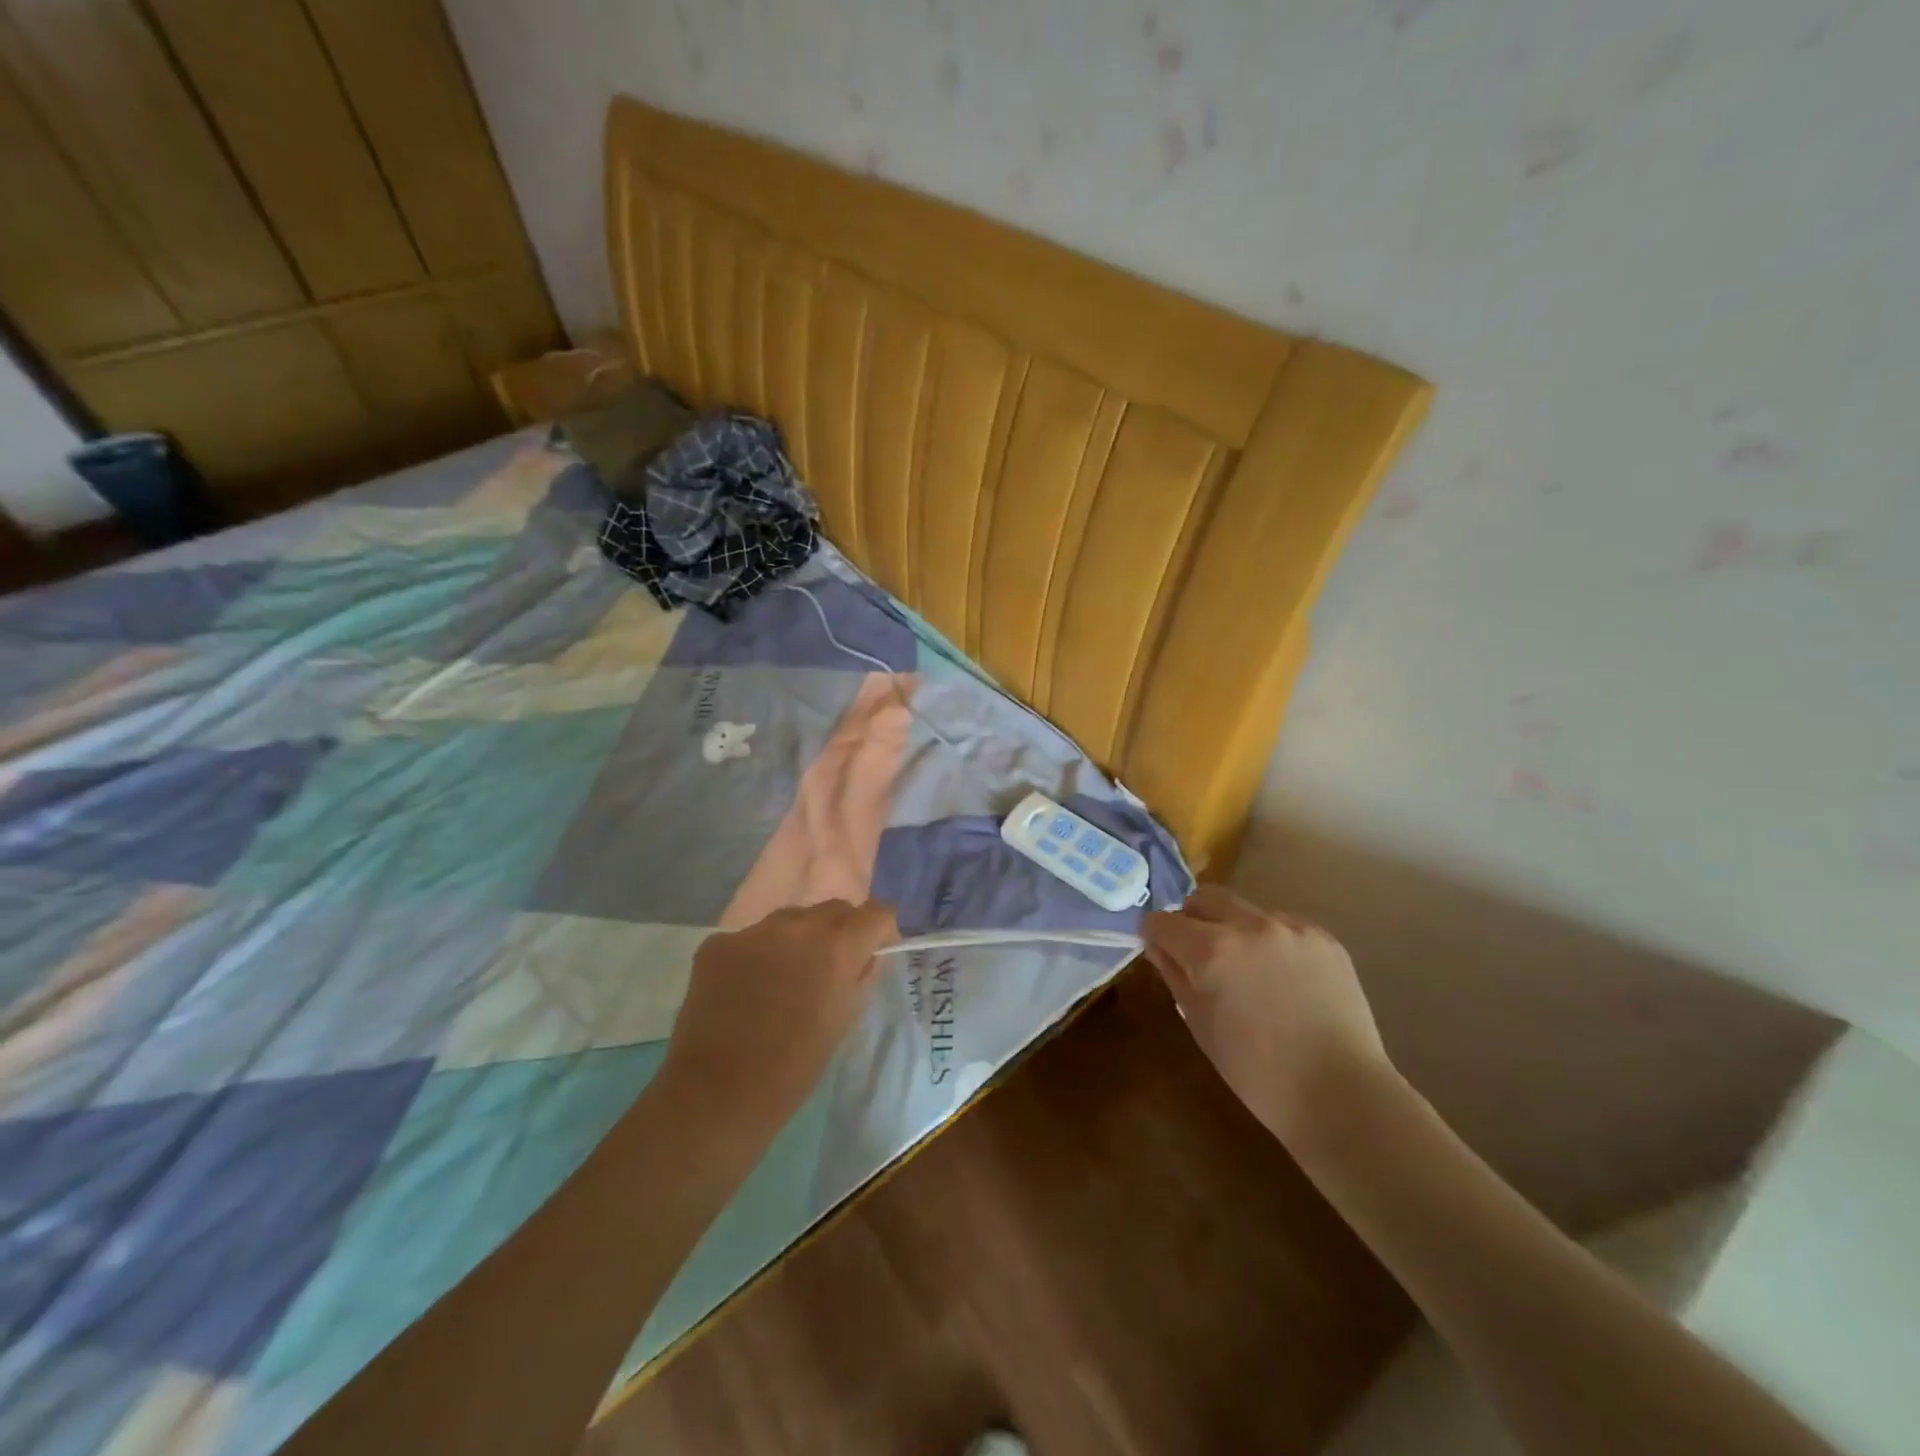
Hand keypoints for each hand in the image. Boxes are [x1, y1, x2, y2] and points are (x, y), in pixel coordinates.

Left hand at [661, 900, 898, 1138]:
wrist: (716, 1095)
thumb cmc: (793, 1069)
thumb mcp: (844, 1021)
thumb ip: (860, 977)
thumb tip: (865, 955)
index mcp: (837, 948)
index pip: (876, 912)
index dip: (881, 928)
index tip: (875, 948)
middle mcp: (798, 927)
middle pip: (834, 908)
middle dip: (841, 930)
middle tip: (830, 966)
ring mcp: (753, 931)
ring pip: (790, 918)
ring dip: (798, 938)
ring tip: (785, 976)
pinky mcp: (717, 943)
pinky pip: (751, 937)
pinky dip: (757, 955)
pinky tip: (746, 988)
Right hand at [1141, 884, 1392, 1146]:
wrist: (1340, 1094)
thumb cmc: (1256, 1072)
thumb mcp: (1200, 1024)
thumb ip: (1175, 975)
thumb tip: (1158, 946)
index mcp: (1211, 951)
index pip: (1163, 921)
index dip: (1155, 936)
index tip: (1162, 952)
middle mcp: (1249, 926)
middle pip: (1203, 898)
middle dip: (1192, 919)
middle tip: (1200, 954)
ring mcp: (1291, 928)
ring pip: (1245, 909)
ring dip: (1234, 929)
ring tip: (1249, 970)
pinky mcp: (1324, 938)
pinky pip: (1283, 925)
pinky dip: (1271, 942)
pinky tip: (1284, 978)